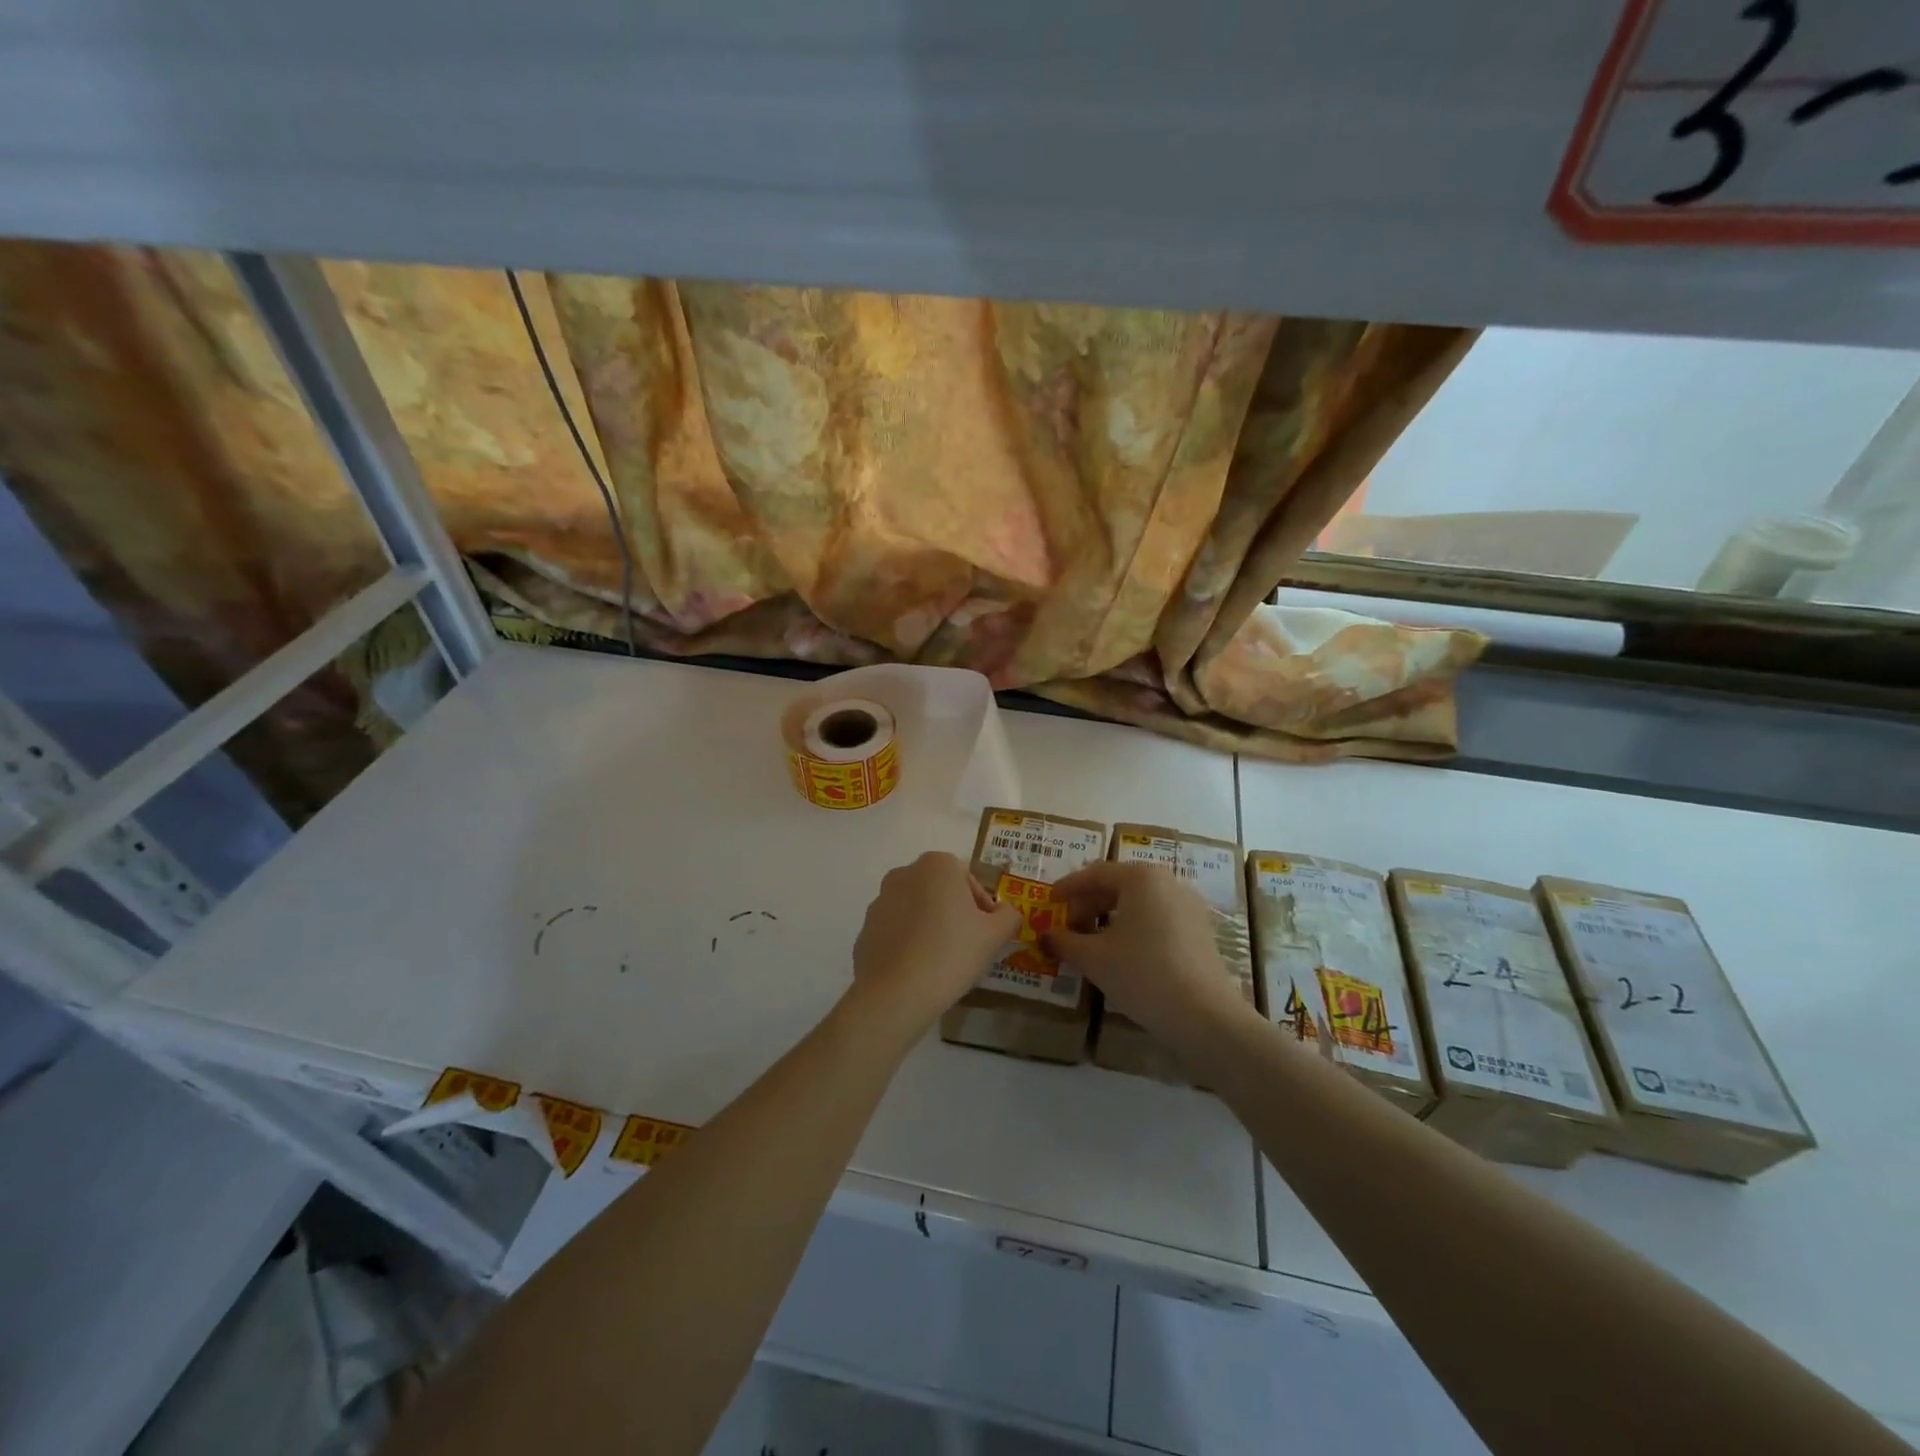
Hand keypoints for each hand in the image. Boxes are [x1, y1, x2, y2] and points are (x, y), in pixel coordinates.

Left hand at [851, 852, 1019, 1026]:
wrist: (896, 994)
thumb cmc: (952, 954)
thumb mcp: (995, 935)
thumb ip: (1009, 916)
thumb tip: (1005, 912)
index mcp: (936, 865)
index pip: (968, 879)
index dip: (982, 907)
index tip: (986, 933)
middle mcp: (904, 874)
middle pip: (940, 891)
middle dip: (955, 913)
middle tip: (968, 947)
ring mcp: (880, 901)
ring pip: (917, 909)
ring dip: (930, 926)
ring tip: (942, 961)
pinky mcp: (865, 929)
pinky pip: (896, 931)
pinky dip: (908, 943)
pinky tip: (918, 970)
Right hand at [1042, 861, 1250, 1050]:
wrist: (1205, 1016)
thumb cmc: (1142, 975)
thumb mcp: (1094, 959)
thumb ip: (1064, 942)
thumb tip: (1045, 936)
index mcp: (1141, 878)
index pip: (1096, 873)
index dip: (1069, 887)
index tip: (1050, 901)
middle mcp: (1168, 882)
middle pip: (1119, 884)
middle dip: (1090, 903)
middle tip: (1069, 926)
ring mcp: (1189, 906)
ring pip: (1140, 903)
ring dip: (1111, 917)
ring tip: (1092, 942)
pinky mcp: (1201, 931)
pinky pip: (1158, 918)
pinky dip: (1135, 928)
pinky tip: (1123, 954)